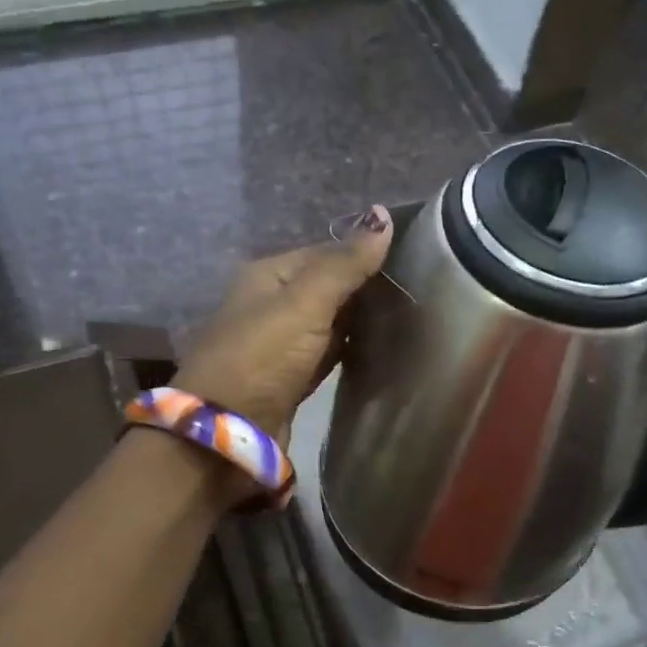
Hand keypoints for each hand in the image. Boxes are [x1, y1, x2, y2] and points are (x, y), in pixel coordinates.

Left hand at [174, 207, 393, 438]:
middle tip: (419, 290)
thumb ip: (344, 264)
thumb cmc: (262, 357)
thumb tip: (383, 214)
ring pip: (330, 324)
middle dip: (366, 290)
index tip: (412, 260)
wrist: (227, 433)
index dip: (364, 255)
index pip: (325, 253)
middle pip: (328, 288)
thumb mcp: (304, 303)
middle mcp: (273, 305)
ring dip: (361, 322)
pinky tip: (381, 349)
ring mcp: (281, 345)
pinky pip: (328, 355)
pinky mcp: (291, 380)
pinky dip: (351, 351)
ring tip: (409, 317)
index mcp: (269, 276)